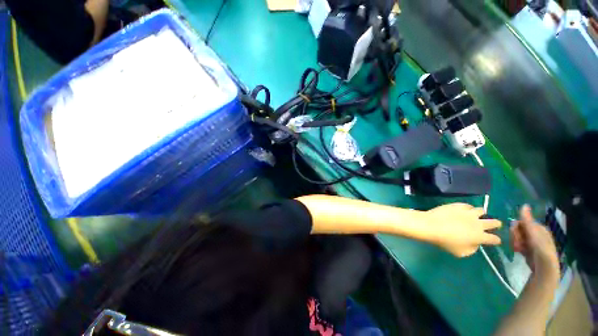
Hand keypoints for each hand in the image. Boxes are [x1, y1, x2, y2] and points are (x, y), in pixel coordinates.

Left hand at [424, 203, 501, 256]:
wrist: (430, 226)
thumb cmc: (445, 241)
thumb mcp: (461, 252)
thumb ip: (472, 249)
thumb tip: (475, 243)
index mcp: (480, 236)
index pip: (494, 239)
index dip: (496, 240)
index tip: (494, 240)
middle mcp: (478, 223)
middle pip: (494, 222)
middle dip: (496, 224)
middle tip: (494, 224)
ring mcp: (468, 212)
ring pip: (482, 211)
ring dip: (482, 214)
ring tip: (478, 216)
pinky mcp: (458, 205)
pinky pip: (468, 206)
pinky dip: (468, 208)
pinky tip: (465, 210)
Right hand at [510, 205, 559, 279]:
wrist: (544, 268)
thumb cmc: (540, 248)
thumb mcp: (533, 233)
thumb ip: (528, 220)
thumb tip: (524, 205)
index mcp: (538, 228)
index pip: (522, 222)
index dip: (516, 227)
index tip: (515, 234)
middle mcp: (536, 233)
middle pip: (519, 230)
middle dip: (515, 235)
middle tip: (516, 243)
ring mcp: (532, 242)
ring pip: (518, 237)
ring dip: (515, 242)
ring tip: (517, 249)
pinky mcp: (528, 250)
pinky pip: (519, 244)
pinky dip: (516, 247)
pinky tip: (517, 251)